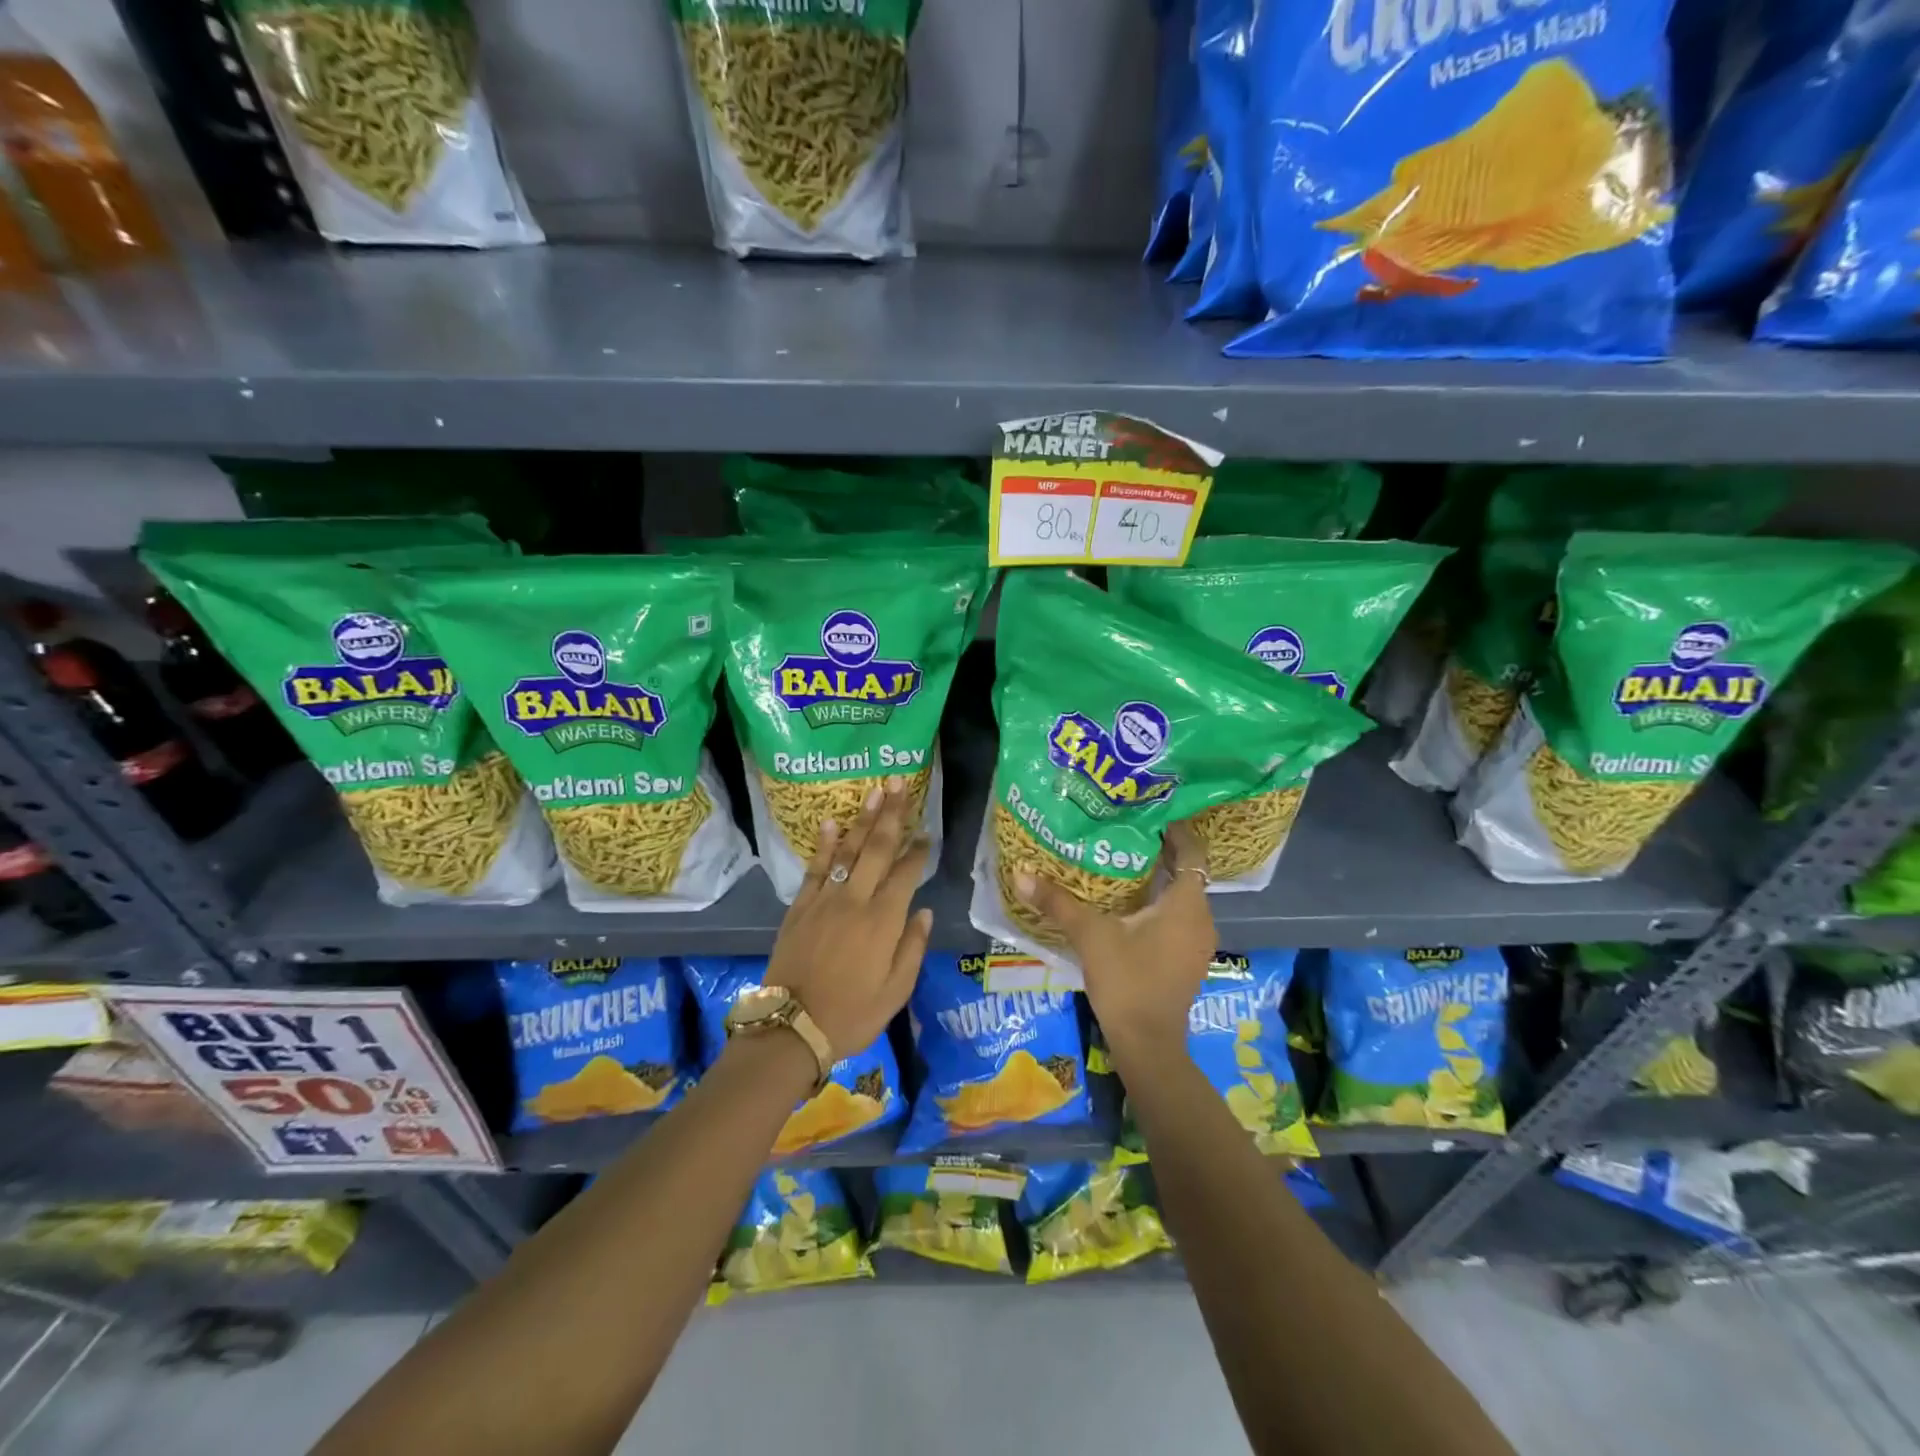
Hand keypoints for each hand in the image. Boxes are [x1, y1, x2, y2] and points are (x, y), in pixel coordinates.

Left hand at [764, 778, 932, 1061]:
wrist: (792, 1028)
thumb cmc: (853, 1014)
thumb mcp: (896, 991)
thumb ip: (913, 947)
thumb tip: (924, 911)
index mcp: (884, 921)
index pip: (906, 874)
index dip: (919, 851)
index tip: (928, 833)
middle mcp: (856, 900)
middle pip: (877, 849)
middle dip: (891, 815)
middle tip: (899, 785)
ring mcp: (824, 900)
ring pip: (847, 851)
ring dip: (862, 820)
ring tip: (874, 793)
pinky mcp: (800, 908)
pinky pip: (815, 868)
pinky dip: (824, 845)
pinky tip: (830, 822)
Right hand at [1015, 818, 1214, 1064]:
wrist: (1148, 1044)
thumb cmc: (1128, 981)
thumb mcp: (1090, 936)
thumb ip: (1058, 902)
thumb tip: (1022, 873)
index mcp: (1186, 904)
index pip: (1193, 852)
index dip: (1176, 830)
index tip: (1149, 813)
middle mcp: (1201, 918)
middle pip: (1186, 872)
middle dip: (1160, 851)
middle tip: (1125, 831)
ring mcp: (1196, 942)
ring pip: (1181, 896)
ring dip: (1158, 879)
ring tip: (1121, 862)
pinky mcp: (1187, 959)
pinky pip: (1177, 917)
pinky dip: (1158, 904)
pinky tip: (1126, 904)